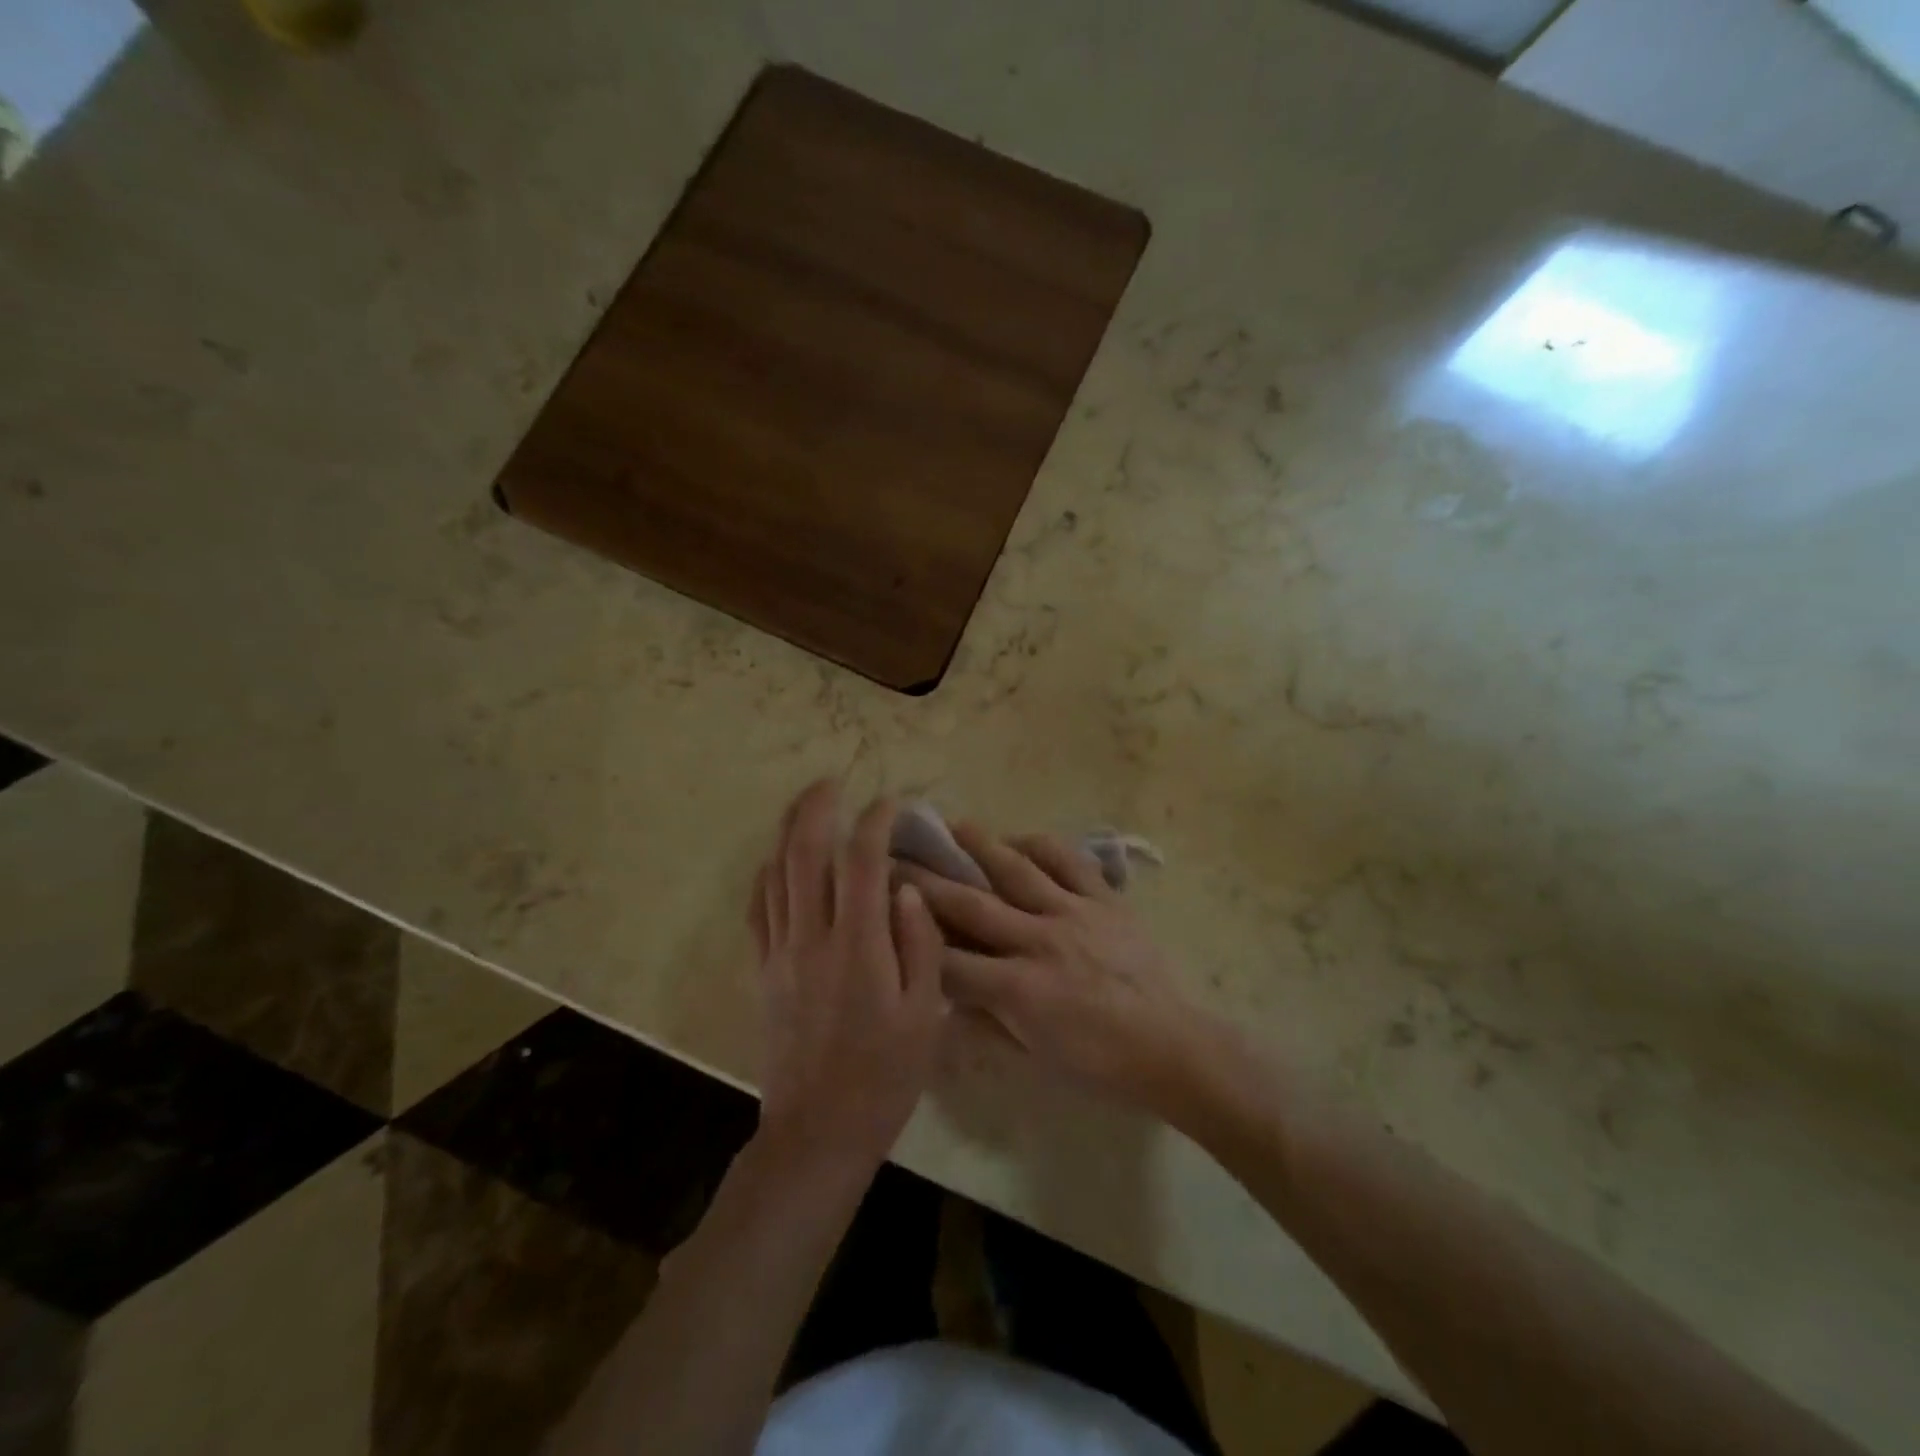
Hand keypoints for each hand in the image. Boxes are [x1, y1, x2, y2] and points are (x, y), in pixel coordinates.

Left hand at [749, 780, 946, 1177]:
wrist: (819, 1130)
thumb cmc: (885, 1075)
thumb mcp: (925, 1014)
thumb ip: (919, 945)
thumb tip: (908, 889)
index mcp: (858, 946)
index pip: (861, 862)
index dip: (874, 822)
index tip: (891, 803)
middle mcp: (812, 937)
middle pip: (804, 854)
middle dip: (815, 808)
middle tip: (830, 781)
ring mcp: (781, 952)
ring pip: (775, 874)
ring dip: (787, 832)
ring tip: (804, 805)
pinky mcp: (764, 971)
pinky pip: (757, 909)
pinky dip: (766, 875)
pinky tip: (776, 862)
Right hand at [900, 823, 1208, 1114]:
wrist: (1169, 1045)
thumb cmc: (1098, 1063)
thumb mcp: (1032, 1055)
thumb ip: (986, 1021)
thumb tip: (946, 996)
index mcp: (1018, 989)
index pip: (949, 961)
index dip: (911, 937)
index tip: (883, 913)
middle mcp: (1039, 942)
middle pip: (970, 905)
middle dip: (925, 882)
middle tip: (895, 857)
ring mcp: (1074, 914)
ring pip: (1017, 871)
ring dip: (981, 846)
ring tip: (954, 825)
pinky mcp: (1105, 901)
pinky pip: (1070, 862)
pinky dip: (1042, 846)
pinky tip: (1021, 839)